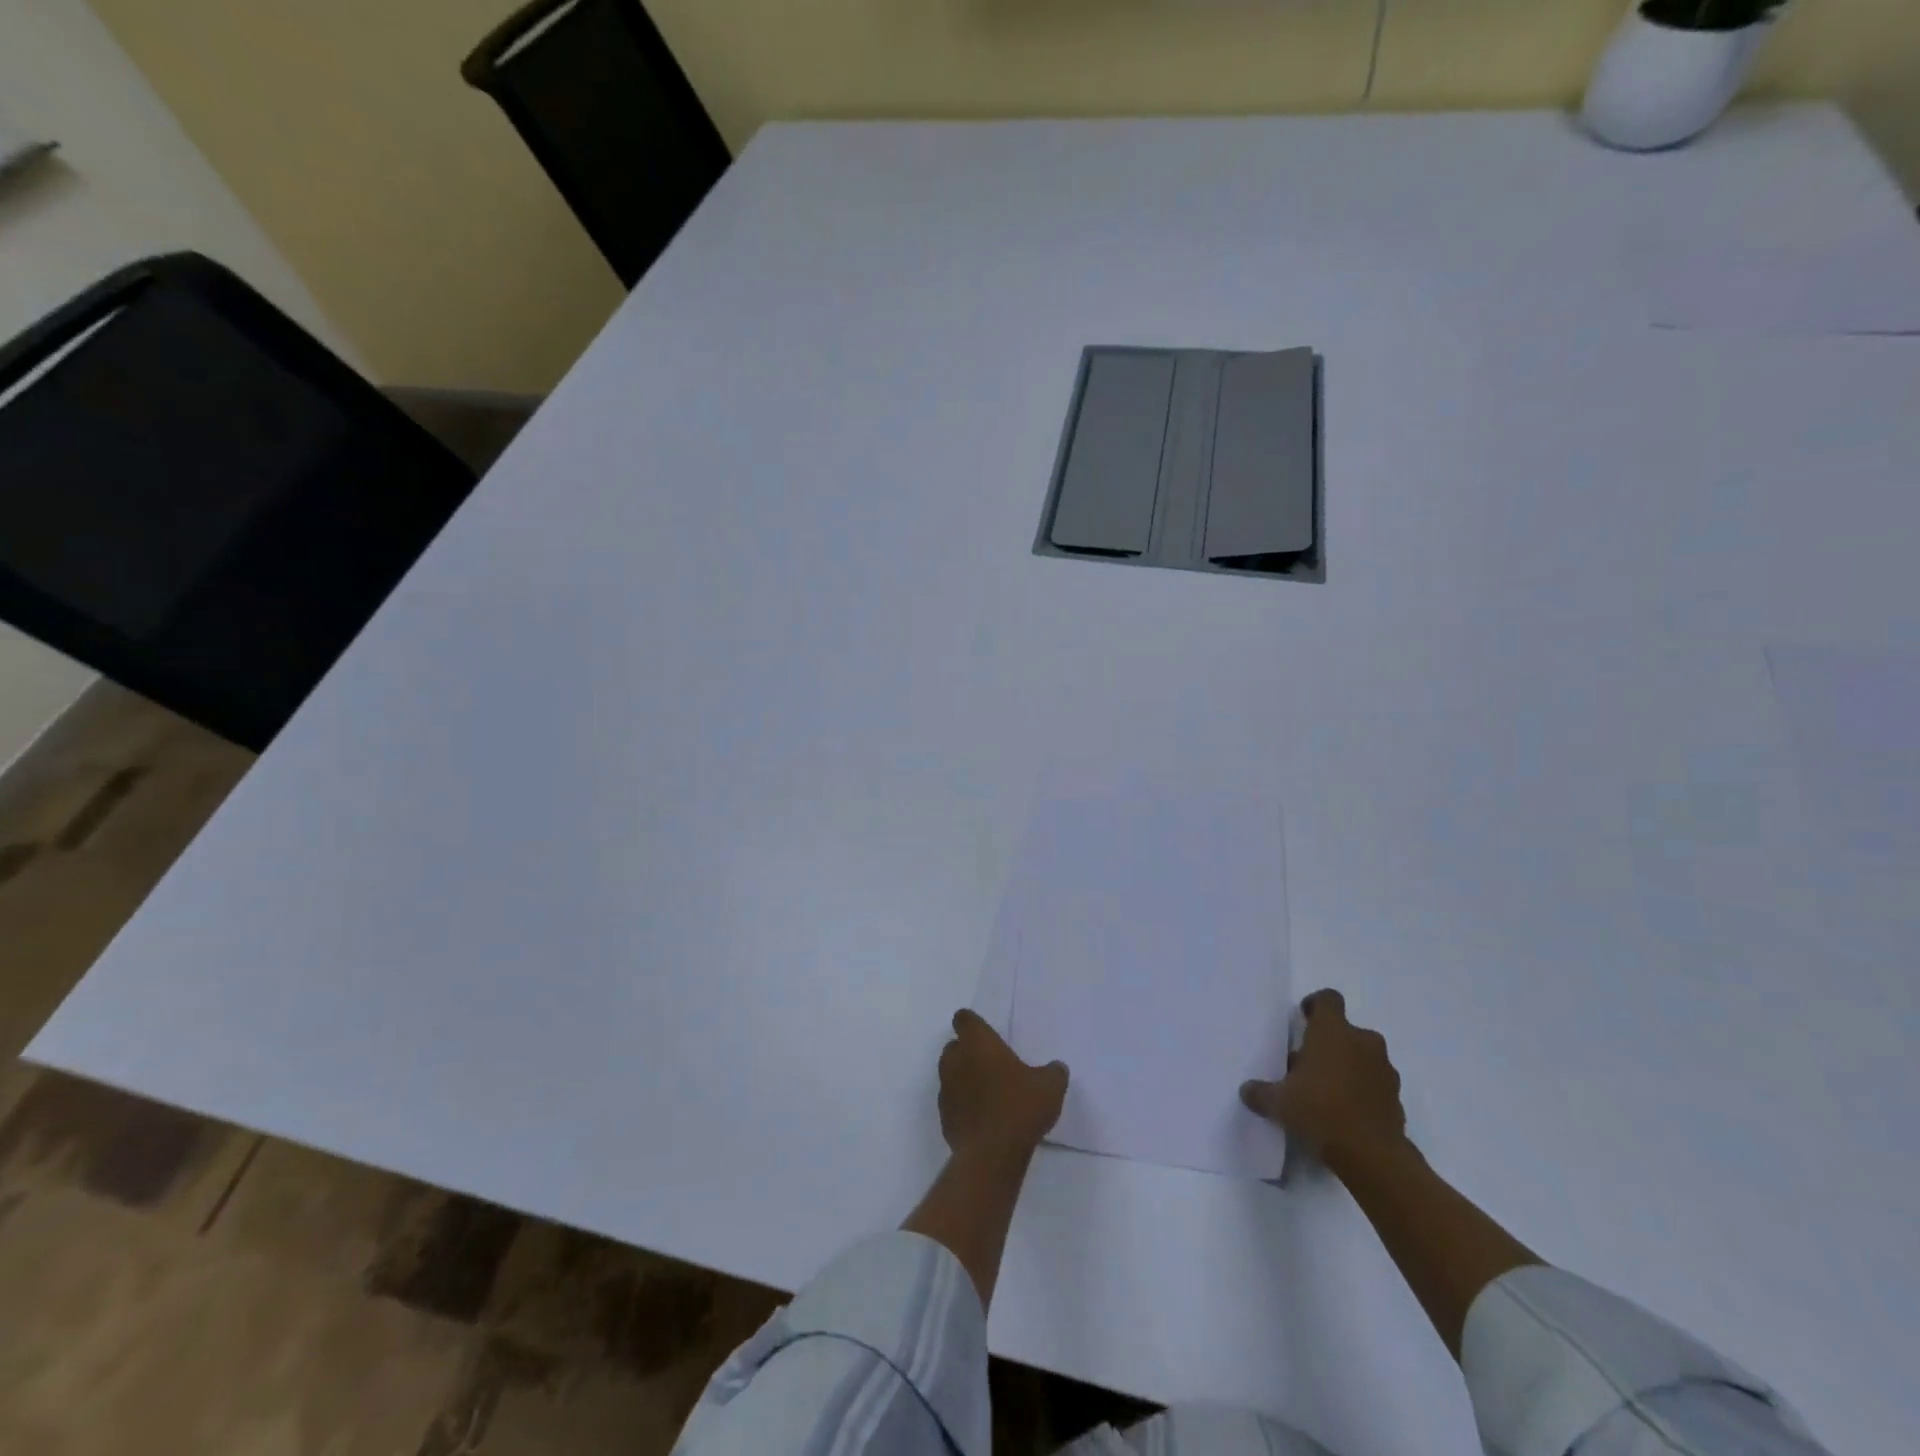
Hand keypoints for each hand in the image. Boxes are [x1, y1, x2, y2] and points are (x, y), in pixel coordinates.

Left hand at [937, 1010, 1067, 1156]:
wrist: (991, 1154)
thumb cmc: (1019, 1108)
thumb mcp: (1050, 1087)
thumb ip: (1053, 1072)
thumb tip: (1056, 1068)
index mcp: (978, 1043)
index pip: (964, 1019)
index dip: (973, 1024)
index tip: (985, 1032)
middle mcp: (956, 1060)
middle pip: (954, 1046)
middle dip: (967, 1051)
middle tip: (991, 1064)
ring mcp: (946, 1090)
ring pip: (950, 1074)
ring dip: (963, 1079)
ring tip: (988, 1092)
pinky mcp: (944, 1118)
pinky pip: (952, 1103)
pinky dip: (963, 1106)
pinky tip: (982, 1118)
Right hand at [1239, 989, 1408, 1173]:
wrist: (1373, 1156)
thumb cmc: (1320, 1111)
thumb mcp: (1279, 1103)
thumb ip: (1261, 1092)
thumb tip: (1247, 1090)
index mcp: (1333, 1031)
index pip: (1328, 999)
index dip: (1315, 1006)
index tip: (1303, 1019)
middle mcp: (1363, 1042)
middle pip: (1346, 1031)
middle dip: (1330, 1044)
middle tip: (1309, 1065)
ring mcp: (1385, 1070)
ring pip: (1363, 1057)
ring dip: (1348, 1067)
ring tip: (1327, 1092)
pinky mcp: (1397, 1098)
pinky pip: (1375, 1084)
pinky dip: (1363, 1091)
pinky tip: (1346, 1113)